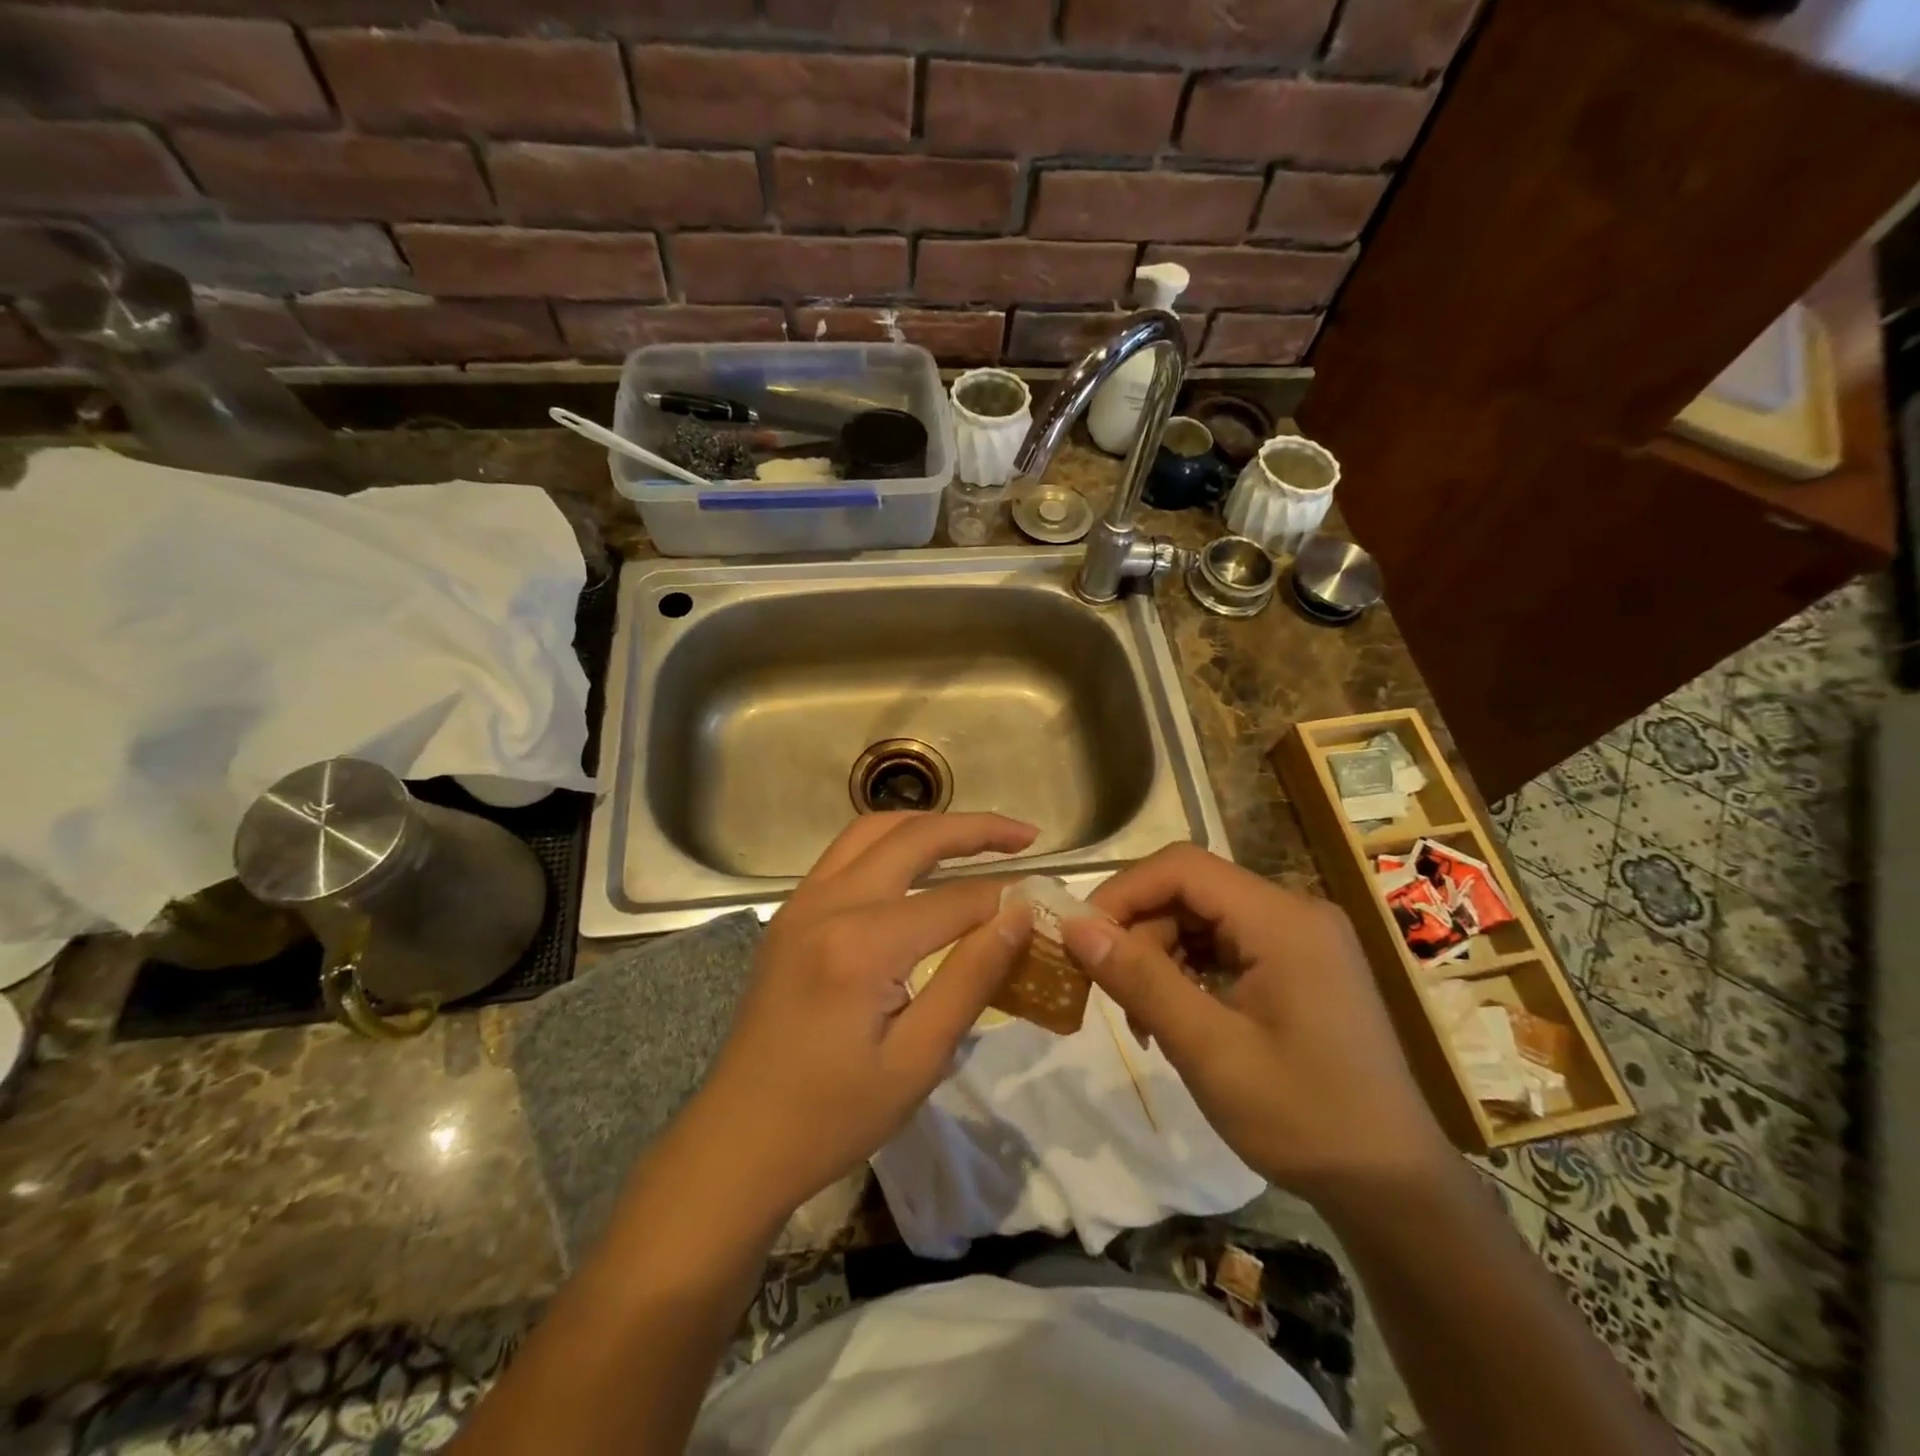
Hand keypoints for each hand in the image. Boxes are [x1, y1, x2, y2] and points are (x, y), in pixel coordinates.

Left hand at [688, 811, 1036, 1222]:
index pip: (955, 900)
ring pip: (872, 830)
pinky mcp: (791, 915)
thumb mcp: (918, 1060)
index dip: (1006, 899)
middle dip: (975, 829)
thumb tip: (1019, 914)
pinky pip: (846, 854)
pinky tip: (918, 865)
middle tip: (1026, 836)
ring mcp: (802, 903)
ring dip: (928, 824)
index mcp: (862, 943)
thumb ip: (971, 977)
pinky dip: (891, 843)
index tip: (1045, 904)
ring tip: (977, 839)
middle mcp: (828, 903)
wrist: (739, 1141)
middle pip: (912, 837)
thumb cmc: (833, 1116)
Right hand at [1060, 843, 1452, 1206]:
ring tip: (1144, 1018)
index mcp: (1282, 919)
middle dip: (1140, 933)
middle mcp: (1294, 912)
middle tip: (1114, 995)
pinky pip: (1225, 944)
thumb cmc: (1304, 1118)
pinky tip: (1177, 1017)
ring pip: (1202, 917)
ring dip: (1160, 956)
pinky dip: (1189, 972)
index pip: (1183, 867)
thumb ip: (1140, 979)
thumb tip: (1074, 925)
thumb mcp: (1209, 1050)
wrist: (1394, 1187)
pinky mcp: (1299, 964)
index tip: (1082, 938)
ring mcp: (1300, 938)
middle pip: (1190, 891)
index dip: (1123, 892)